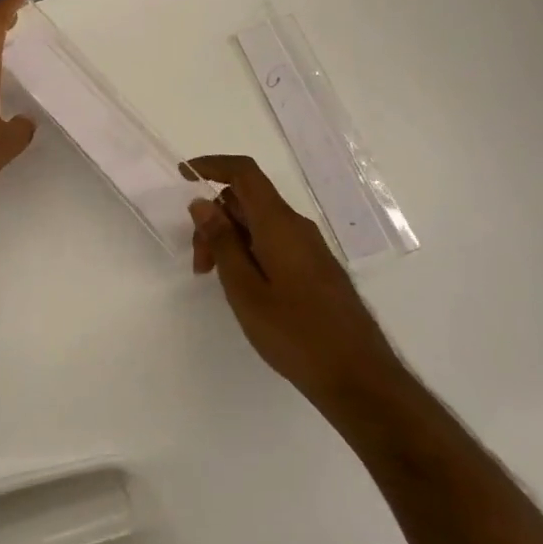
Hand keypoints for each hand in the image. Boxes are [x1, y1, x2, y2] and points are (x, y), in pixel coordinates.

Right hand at [188, 155, 395, 405]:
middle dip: (214, 219)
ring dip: (230, 240)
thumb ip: (222, 242)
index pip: (244, 173)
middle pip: (247, 200)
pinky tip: (244, 288)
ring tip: (217, 281)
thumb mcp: (245, 289)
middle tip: (199, 264)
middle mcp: (296, 226)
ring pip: (259, 224)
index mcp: (278, 224)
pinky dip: (250, 252)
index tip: (183, 175)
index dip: (212, 165)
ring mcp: (310, 248)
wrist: (359, 378)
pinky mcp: (316, 268)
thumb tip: (202, 202)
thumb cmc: (295, 333)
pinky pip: (274, 242)